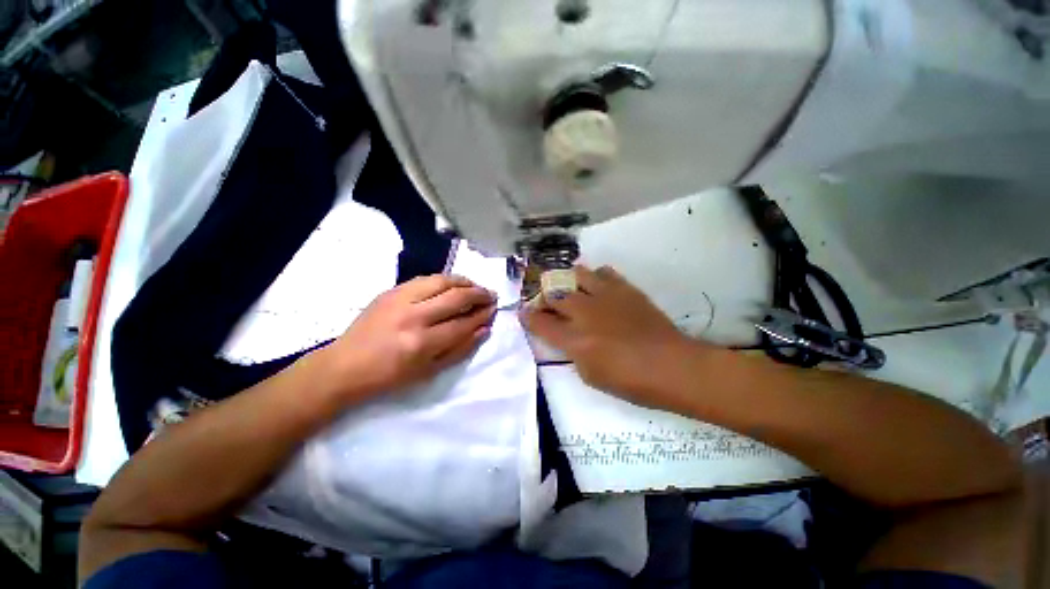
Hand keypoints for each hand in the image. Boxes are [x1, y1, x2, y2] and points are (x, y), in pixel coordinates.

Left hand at [323, 274, 495, 399]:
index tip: (494, 309)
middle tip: (490, 295)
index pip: (464, 323)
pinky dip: (444, 279)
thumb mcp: (429, 372)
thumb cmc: (389, 377)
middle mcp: (414, 316)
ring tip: (474, 287)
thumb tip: (484, 329)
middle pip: (456, 296)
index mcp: (423, 343)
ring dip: (464, 281)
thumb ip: (460, 349)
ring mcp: (400, 299)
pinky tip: (452, 284)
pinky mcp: (391, 290)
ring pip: (442, 280)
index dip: (483, 315)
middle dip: (479, 294)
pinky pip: (425, 278)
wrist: (344, 366)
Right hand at [521, 266, 704, 409]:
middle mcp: (585, 312)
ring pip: (576, 274)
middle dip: (544, 297)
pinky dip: (595, 277)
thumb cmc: (631, 382)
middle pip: (554, 294)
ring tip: (570, 289)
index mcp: (575, 339)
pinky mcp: (625, 289)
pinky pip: (604, 272)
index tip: (524, 313)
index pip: (540, 323)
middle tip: (547, 303)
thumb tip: (566, 337)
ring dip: (567, 281)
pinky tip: (598, 286)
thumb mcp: (591, 376)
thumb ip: (572, 353)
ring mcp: (605, 296)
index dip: (527, 317)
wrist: (672, 366)